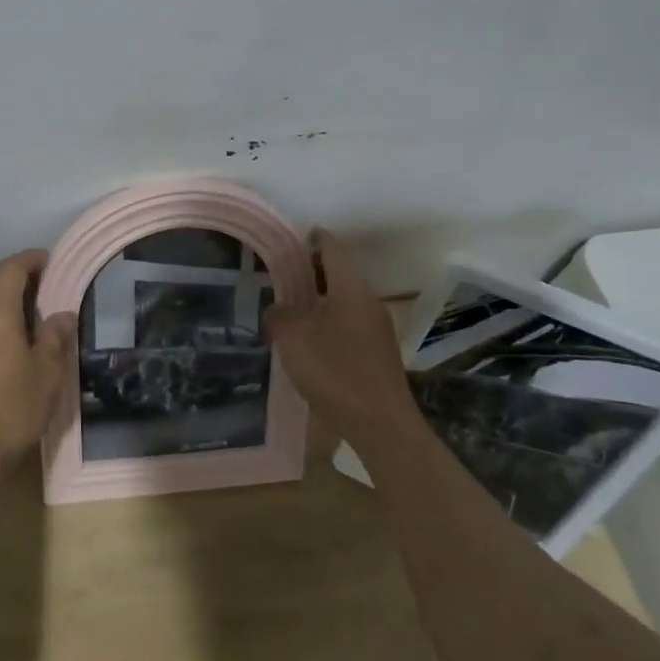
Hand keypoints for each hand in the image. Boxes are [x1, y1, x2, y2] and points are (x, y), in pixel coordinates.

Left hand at [0, 249, 76, 493]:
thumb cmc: (12, 411)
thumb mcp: (47, 375)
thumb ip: (55, 337)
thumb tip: (61, 313)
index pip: (10, 269)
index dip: (30, 259)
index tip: (49, 259)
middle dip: (16, 280)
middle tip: (43, 289)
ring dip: (0, 304)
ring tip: (26, 319)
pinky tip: (2, 348)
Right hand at [264, 229, 416, 449]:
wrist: (381, 424)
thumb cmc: (335, 371)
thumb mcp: (293, 338)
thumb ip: (279, 315)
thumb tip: (278, 310)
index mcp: (351, 288)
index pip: (333, 248)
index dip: (315, 238)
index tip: (296, 236)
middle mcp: (368, 302)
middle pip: (340, 274)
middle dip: (312, 271)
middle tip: (282, 275)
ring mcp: (377, 330)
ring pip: (344, 301)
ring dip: (319, 300)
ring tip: (290, 309)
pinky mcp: (377, 355)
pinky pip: (348, 325)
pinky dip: (328, 322)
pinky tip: (309, 341)